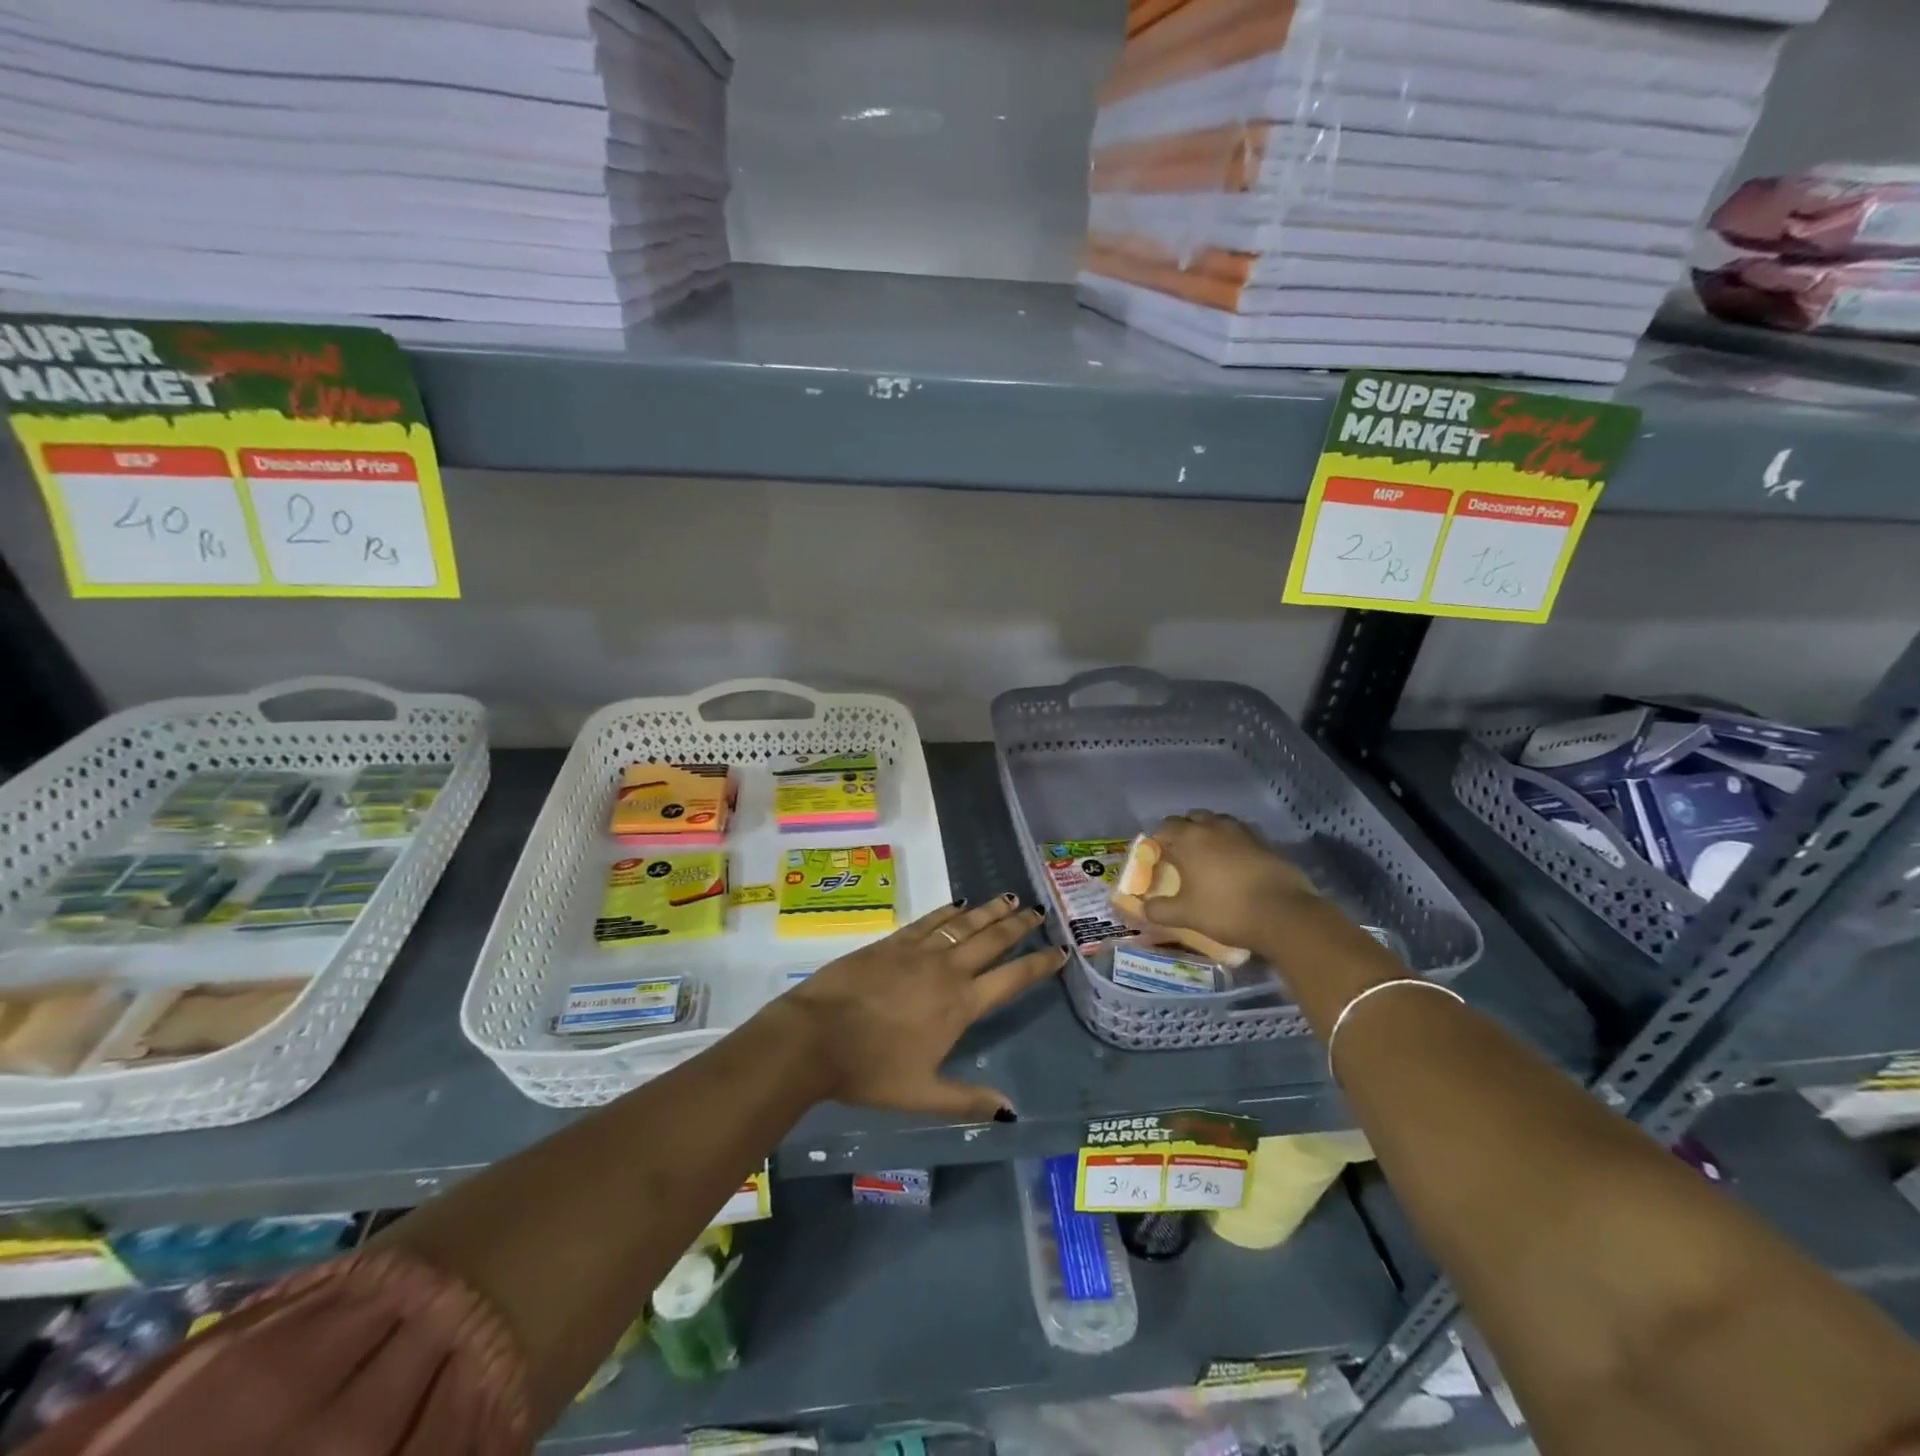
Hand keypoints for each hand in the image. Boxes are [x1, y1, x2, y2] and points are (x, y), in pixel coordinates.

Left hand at [780, 894, 1064, 1121]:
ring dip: (990, 910)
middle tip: (1039, 911)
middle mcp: (947, 970)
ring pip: (964, 924)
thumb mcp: (922, 1094)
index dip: (1038, 964)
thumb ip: (968, 1099)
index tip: (1060, 950)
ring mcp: (919, 951)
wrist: (816, 1036)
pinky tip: (959, 904)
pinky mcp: (892, 942)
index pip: (1011, 979)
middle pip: (992, 940)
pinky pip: (930, 920)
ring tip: (1011, 898)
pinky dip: (948, 911)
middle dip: (1019, 925)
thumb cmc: (870, 1070)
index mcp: (960, 1005)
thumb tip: (1011, 1111)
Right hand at [1141, 811, 1322, 954]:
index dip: (1158, 840)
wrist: (1283, 914)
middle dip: (1183, 832)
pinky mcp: (1265, 842)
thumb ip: (1160, 910)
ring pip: (1218, 822)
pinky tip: (1234, 863)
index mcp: (1189, 839)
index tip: (1158, 858)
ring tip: (1209, 857)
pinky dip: (1232, 843)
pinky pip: (1240, 834)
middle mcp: (1213, 827)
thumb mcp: (1186, 915)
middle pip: (1191, 818)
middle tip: (1182, 856)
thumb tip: (1144, 908)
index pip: (1165, 827)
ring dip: (1209, 833)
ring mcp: (1242, 832)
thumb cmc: (1226, 910)